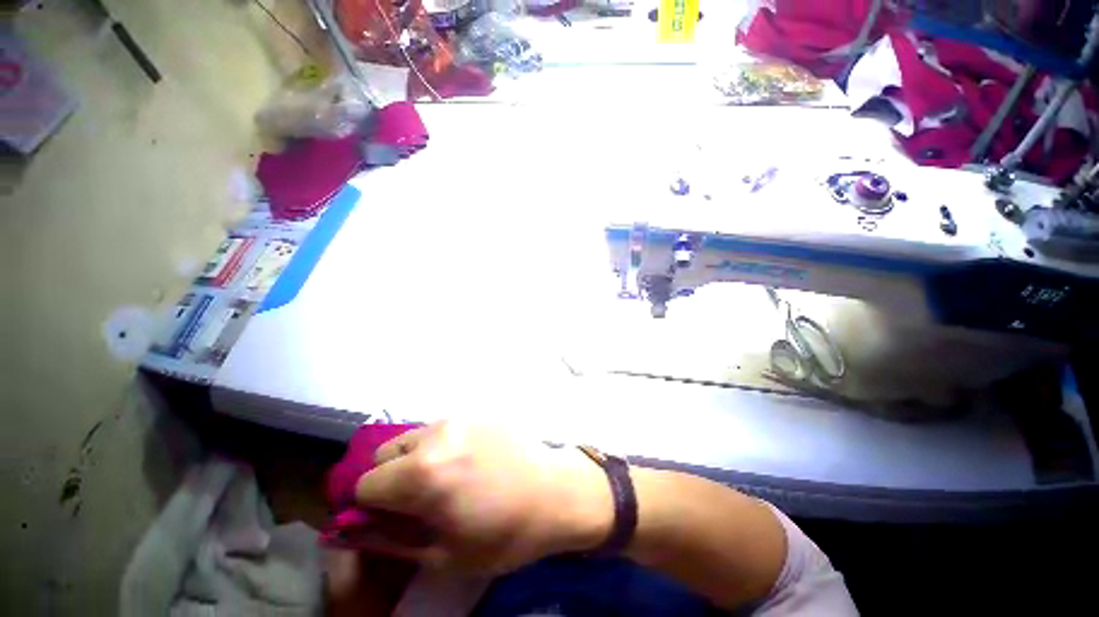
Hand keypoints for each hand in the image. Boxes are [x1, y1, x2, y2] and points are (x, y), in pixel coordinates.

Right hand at [354, 422, 612, 572]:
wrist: (556, 491)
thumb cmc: (504, 533)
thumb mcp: (444, 554)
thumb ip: (391, 540)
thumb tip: (354, 529)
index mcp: (423, 473)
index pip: (365, 484)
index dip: (371, 506)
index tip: (392, 517)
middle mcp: (437, 435)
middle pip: (385, 453)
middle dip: (390, 478)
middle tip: (419, 499)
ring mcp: (460, 417)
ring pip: (415, 436)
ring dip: (416, 458)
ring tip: (447, 477)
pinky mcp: (479, 411)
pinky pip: (443, 428)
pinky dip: (441, 445)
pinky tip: (468, 461)